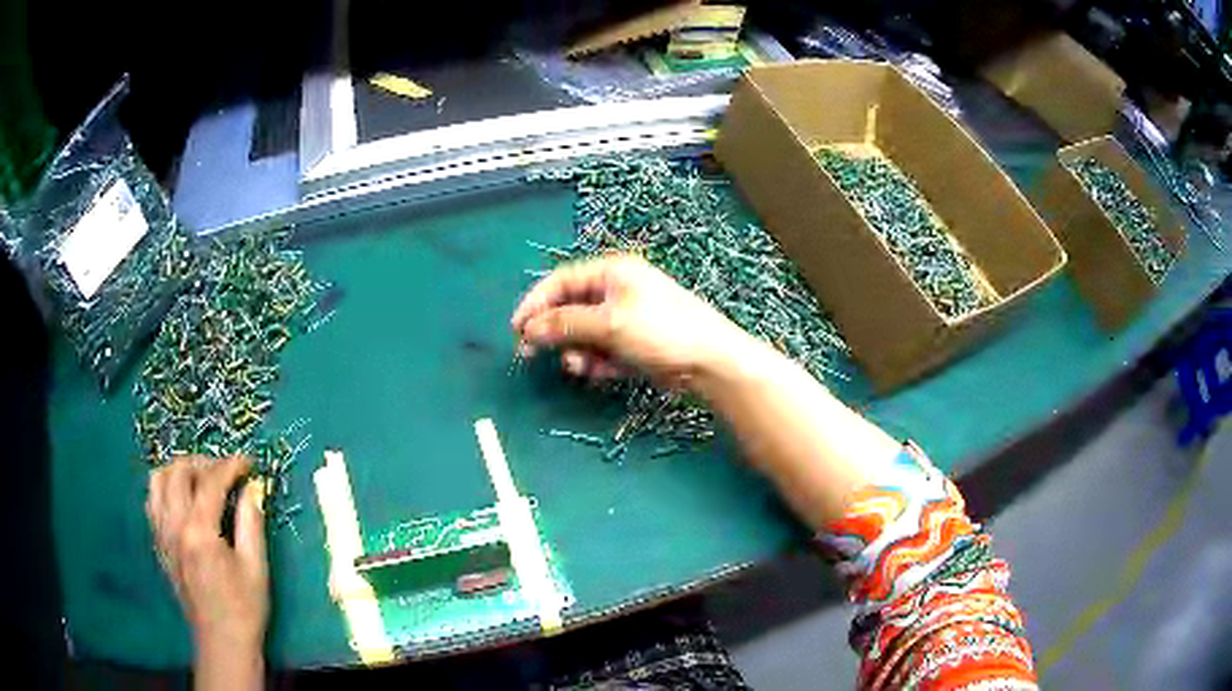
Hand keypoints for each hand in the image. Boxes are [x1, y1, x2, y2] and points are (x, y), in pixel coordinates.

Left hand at [146, 455, 268, 654]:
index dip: (230, 466)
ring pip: (158, 481)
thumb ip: (251, 522)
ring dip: (178, 471)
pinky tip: (183, 501)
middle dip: (202, 462)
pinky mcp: (158, 543)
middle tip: (224, 472)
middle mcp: (173, 525)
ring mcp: (161, 533)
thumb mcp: (256, 567)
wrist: (221, 641)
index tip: (248, 463)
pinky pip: (152, 501)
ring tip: (199, 481)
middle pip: (178, 471)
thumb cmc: (244, 607)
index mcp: (199, 532)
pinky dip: (166, 490)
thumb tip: (252, 488)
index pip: (210, 482)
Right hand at [511, 255, 751, 386]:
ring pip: (584, 333)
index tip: (516, 329)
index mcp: (611, 272)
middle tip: (530, 354)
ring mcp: (626, 318)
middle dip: (553, 331)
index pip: (561, 281)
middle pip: (570, 308)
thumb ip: (565, 324)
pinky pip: (602, 350)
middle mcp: (616, 291)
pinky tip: (601, 373)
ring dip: (576, 350)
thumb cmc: (661, 331)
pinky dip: (597, 361)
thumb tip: (528, 328)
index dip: (535, 303)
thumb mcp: (609, 324)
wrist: (710, 363)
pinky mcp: (633, 344)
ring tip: (579, 367)